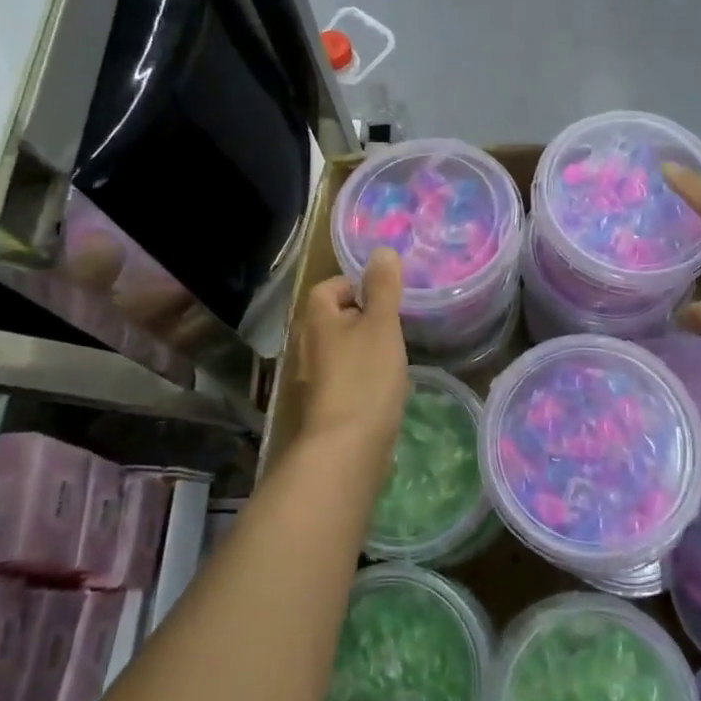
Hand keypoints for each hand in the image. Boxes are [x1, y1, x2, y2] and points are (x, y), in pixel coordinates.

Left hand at [297, 248, 409, 455]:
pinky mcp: (323, 407)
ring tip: (393, 357)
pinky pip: (343, 379)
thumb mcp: (381, 325)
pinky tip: (383, 389)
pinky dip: (361, 377)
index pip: (328, 287)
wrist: (346, 449)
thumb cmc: (365, 378)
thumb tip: (381, 250)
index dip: (355, 286)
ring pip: (339, 351)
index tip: (384, 298)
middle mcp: (306, 346)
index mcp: (316, 320)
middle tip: (394, 326)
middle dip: (362, 318)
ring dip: (363, 349)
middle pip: (333, 319)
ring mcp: (312, 380)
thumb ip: (383, 288)